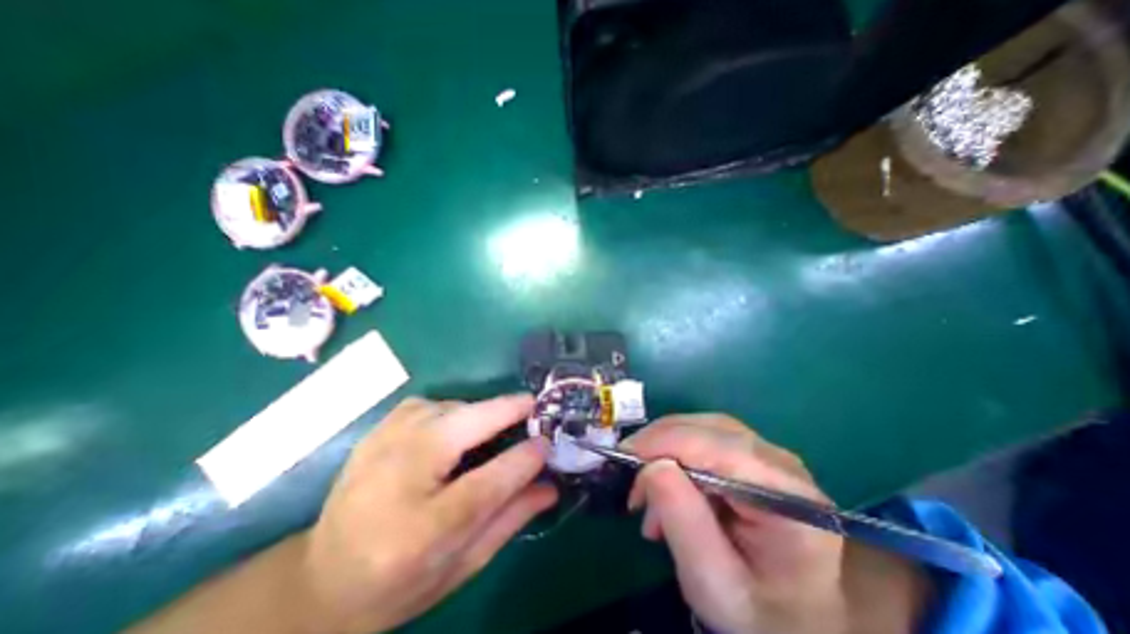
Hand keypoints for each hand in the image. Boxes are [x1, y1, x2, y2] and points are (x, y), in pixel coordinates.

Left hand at [300, 395, 554, 632]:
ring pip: (449, 407)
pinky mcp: (378, 429)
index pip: (486, 484)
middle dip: (507, 411)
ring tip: (494, 429)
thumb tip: (550, 486)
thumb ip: (509, 521)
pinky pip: (431, 404)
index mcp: (419, 532)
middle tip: (534, 410)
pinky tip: (455, 429)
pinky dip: (454, 410)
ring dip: (480, 413)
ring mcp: (382, 445)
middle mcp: (397, 477)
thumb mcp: (461, 566)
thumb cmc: (400, 581)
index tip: (547, 443)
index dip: (523, 458)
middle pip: (464, 425)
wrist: (321, 579)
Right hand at [627, 413, 926, 633]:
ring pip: (701, 427)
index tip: (621, 457)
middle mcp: (780, 462)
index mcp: (786, 496)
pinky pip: (704, 438)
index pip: (714, 446)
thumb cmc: (758, 613)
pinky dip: (675, 454)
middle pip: (706, 428)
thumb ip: (682, 519)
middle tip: (630, 476)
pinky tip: (666, 485)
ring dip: (664, 449)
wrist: (796, 619)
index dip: (662, 442)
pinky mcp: (752, 455)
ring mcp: (768, 454)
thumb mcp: (713, 581)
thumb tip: (651, 465)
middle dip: (658, 445)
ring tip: (646, 491)